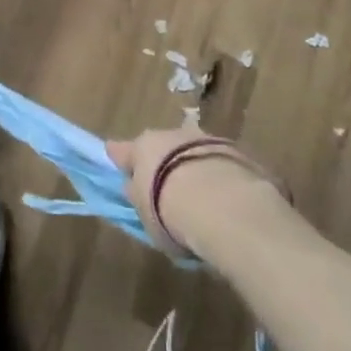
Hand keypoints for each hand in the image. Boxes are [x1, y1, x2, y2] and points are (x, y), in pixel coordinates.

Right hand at [107, 124, 278, 257]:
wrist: (222, 205)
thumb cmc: (170, 212)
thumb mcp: (146, 215)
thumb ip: (140, 198)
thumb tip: (134, 188)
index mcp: (142, 147)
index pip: (122, 151)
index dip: (120, 158)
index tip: (116, 160)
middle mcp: (170, 135)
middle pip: (161, 148)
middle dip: (162, 163)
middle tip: (167, 190)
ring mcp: (203, 139)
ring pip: (190, 152)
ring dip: (192, 167)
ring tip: (200, 199)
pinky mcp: (233, 150)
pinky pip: (217, 163)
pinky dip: (217, 175)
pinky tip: (224, 200)